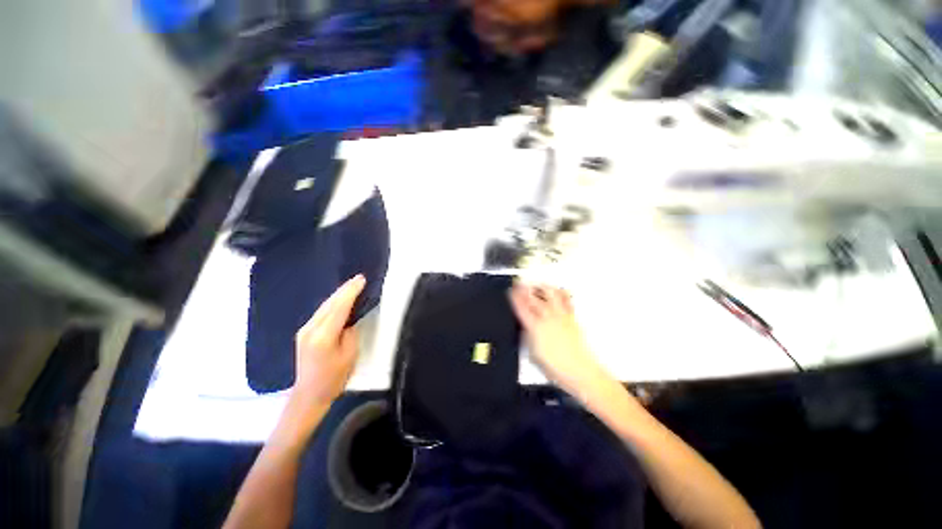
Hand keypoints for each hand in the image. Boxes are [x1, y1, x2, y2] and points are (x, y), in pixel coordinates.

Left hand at [292, 275, 365, 406]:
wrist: (309, 394)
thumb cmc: (334, 378)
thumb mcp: (350, 355)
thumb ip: (350, 332)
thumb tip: (350, 319)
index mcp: (323, 336)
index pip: (339, 307)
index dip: (351, 292)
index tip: (361, 280)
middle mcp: (310, 329)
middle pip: (330, 304)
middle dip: (345, 289)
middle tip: (359, 278)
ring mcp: (304, 330)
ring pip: (324, 306)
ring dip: (338, 294)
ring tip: (352, 285)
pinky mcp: (304, 332)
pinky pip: (321, 312)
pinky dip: (332, 303)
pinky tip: (339, 299)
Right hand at [510, 283, 612, 399]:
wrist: (579, 372)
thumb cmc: (557, 367)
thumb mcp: (533, 354)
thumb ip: (528, 337)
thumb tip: (525, 329)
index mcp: (535, 327)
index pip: (521, 308)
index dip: (514, 298)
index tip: (511, 291)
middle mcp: (547, 318)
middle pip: (533, 299)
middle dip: (524, 289)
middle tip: (520, 283)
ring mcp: (561, 316)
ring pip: (550, 295)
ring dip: (542, 287)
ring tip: (538, 283)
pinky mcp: (571, 318)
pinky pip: (566, 301)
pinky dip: (561, 293)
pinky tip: (559, 290)